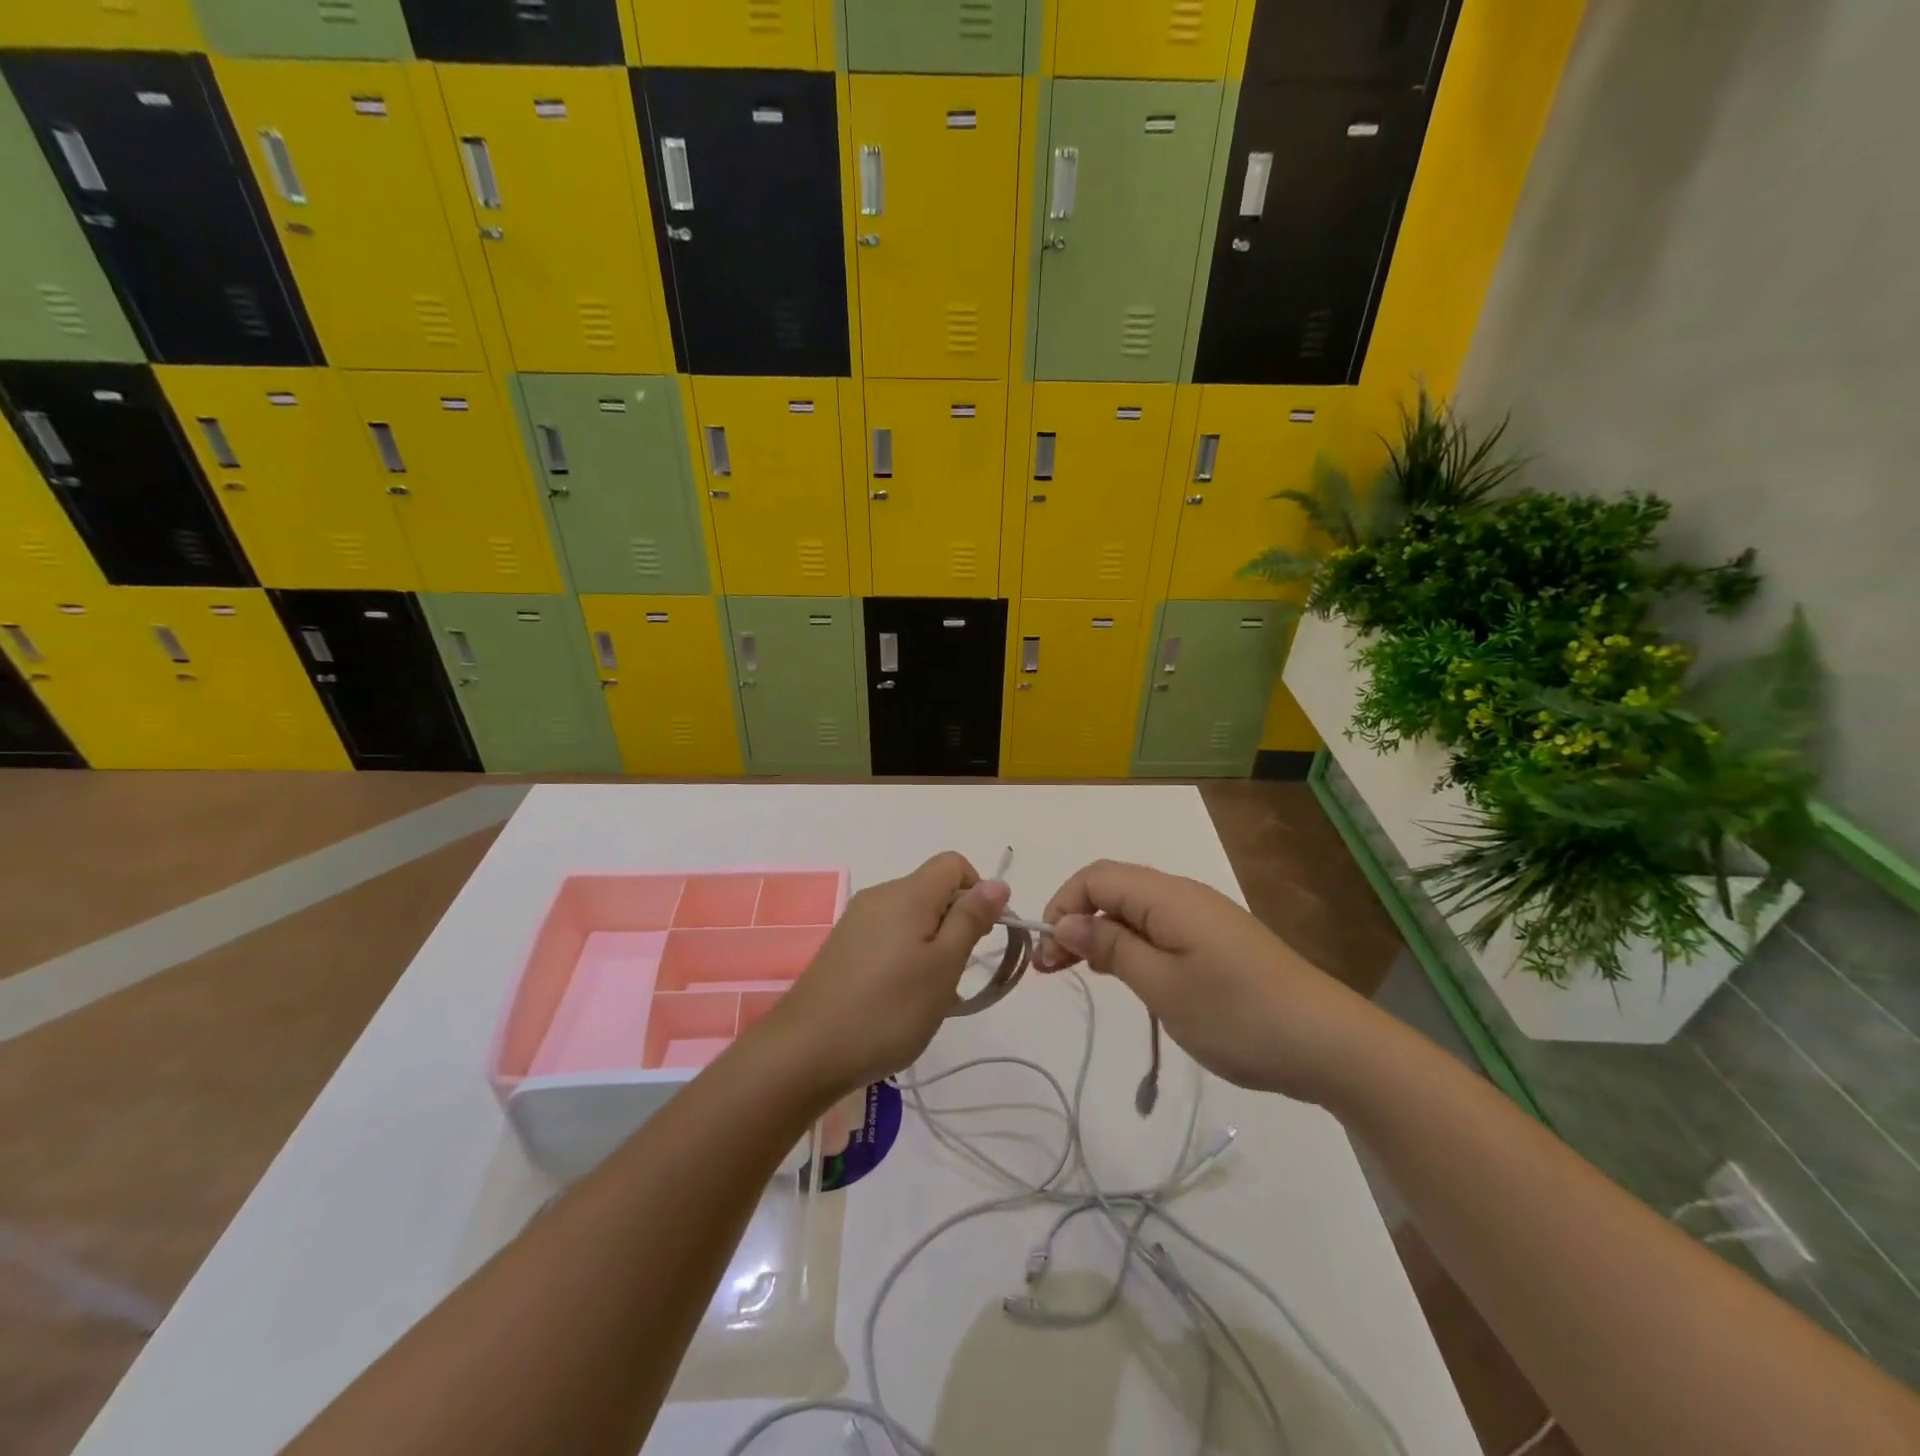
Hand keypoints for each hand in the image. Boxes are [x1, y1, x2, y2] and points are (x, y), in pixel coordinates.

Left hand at [766, 853, 1009, 1097]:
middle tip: (954, 976)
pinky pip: (887, 937)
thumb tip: (997, 882)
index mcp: (907, 893)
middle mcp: (879, 896)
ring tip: (928, 996)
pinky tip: (899, 1001)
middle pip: (931, 891)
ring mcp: (856, 921)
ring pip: (910, 918)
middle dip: (954, 925)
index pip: (953, 864)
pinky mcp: (842, 947)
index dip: (976, 891)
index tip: (979, 937)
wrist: (805, 1051)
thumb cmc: (888, 1009)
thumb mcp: (943, 967)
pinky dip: (904, 958)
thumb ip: (970, 920)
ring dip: (931, 947)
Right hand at [1036, 859, 1379, 1101]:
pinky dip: (1131, 945)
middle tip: (1053, 969)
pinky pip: (1160, 929)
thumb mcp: (1161, 986)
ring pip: (1136, 910)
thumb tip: (1066, 920)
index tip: (1046, 952)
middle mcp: (1183, 895)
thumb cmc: (1237, 1014)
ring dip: (1101, 934)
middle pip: (1113, 889)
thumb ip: (1111, 947)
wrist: (1329, 1044)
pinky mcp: (1218, 942)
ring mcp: (1204, 919)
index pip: (1096, 877)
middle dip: (1076, 920)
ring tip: (1080, 972)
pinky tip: (1127, 977)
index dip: (1062, 904)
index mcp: (1167, 895)